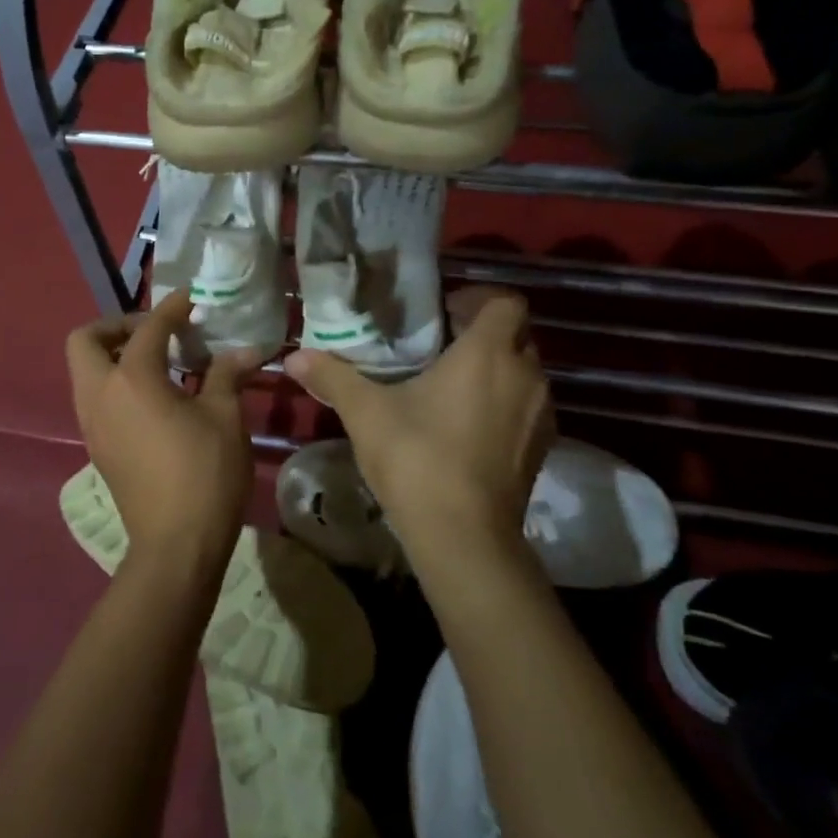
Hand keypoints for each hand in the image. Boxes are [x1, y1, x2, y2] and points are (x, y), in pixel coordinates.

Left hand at [65, 288, 271, 568]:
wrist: (176, 545)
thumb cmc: (204, 474)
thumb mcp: (224, 417)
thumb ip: (226, 375)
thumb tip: (244, 350)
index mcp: (131, 379)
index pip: (149, 328)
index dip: (172, 308)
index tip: (190, 300)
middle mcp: (100, 394)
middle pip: (85, 341)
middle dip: (118, 326)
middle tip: (156, 333)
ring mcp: (92, 423)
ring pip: (85, 371)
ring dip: (114, 355)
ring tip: (159, 362)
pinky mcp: (97, 446)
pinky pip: (95, 397)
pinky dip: (115, 382)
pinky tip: (154, 396)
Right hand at [285, 288, 554, 567]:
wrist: (465, 538)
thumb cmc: (418, 459)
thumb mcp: (366, 413)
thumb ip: (332, 376)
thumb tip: (293, 356)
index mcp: (488, 353)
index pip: (505, 301)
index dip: (477, 298)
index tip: (443, 313)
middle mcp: (525, 375)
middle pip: (516, 334)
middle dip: (483, 334)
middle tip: (439, 346)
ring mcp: (541, 414)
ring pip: (524, 372)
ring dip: (496, 370)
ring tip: (452, 386)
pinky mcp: (543, 448)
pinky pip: (527, 407)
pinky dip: (505, 404)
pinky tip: (467, 426)